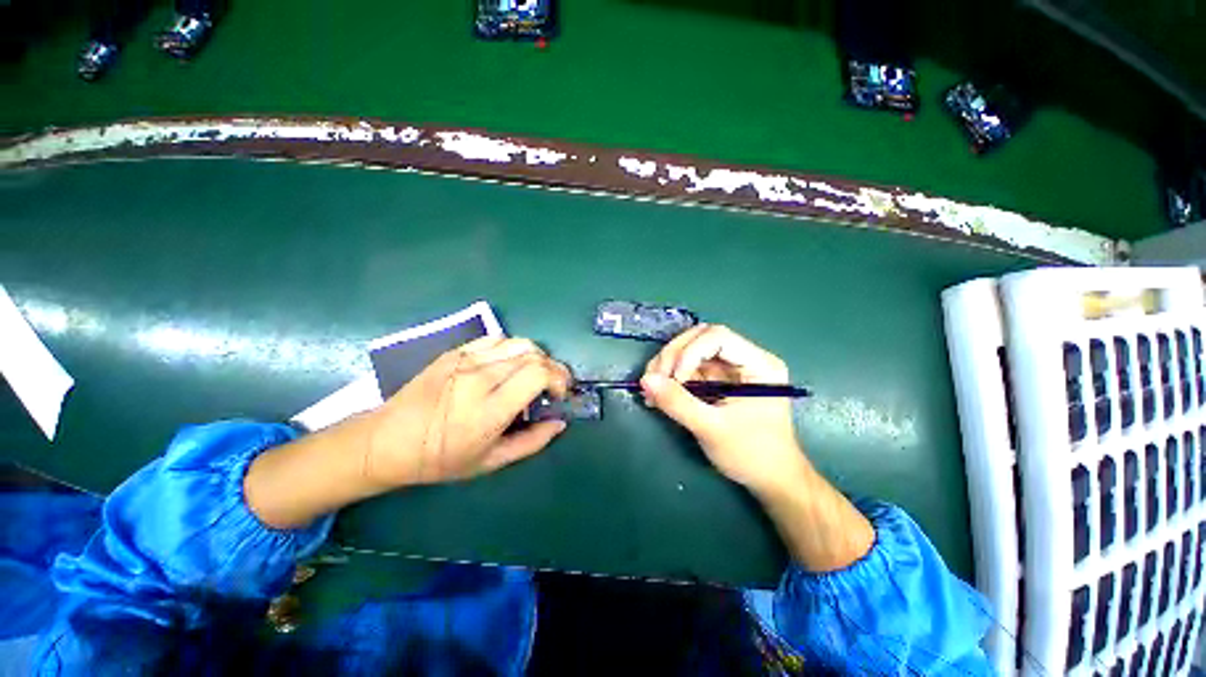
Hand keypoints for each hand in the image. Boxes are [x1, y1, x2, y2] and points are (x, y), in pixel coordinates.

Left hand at [365, 337, 572, 486]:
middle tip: (553, 385)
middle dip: (553, 368)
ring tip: (534, 373)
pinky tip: (509, 364)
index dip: (558, 378)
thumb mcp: (491, 462)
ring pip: (518, 343)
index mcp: (489, 409)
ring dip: (536, 356)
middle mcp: (479, 378)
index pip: (537, 373)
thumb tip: (560, 422)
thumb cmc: (441, 458)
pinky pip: (496, 339)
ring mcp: (465, 360)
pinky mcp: (454, 352)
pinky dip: (512, 348)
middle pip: (533, 355)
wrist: (386, 441)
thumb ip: (532, 442)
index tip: (559, 394)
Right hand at [641, 324, 809, 493]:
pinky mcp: (717, 381)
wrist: (769, 480)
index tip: (674, 380)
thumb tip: (645, 380)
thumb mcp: (713, 429)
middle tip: (654, 381)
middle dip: (672, 357)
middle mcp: (744, 359)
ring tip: (652, 390)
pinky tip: (657, 395)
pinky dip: (670, 379)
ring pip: (690, 352)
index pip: (718, 337)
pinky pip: (688, 369)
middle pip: (700, 339)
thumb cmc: (752, 455)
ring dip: (666, 366)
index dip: (689, 352)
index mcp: (759, 364)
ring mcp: (730, 369)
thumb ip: (678, 403)